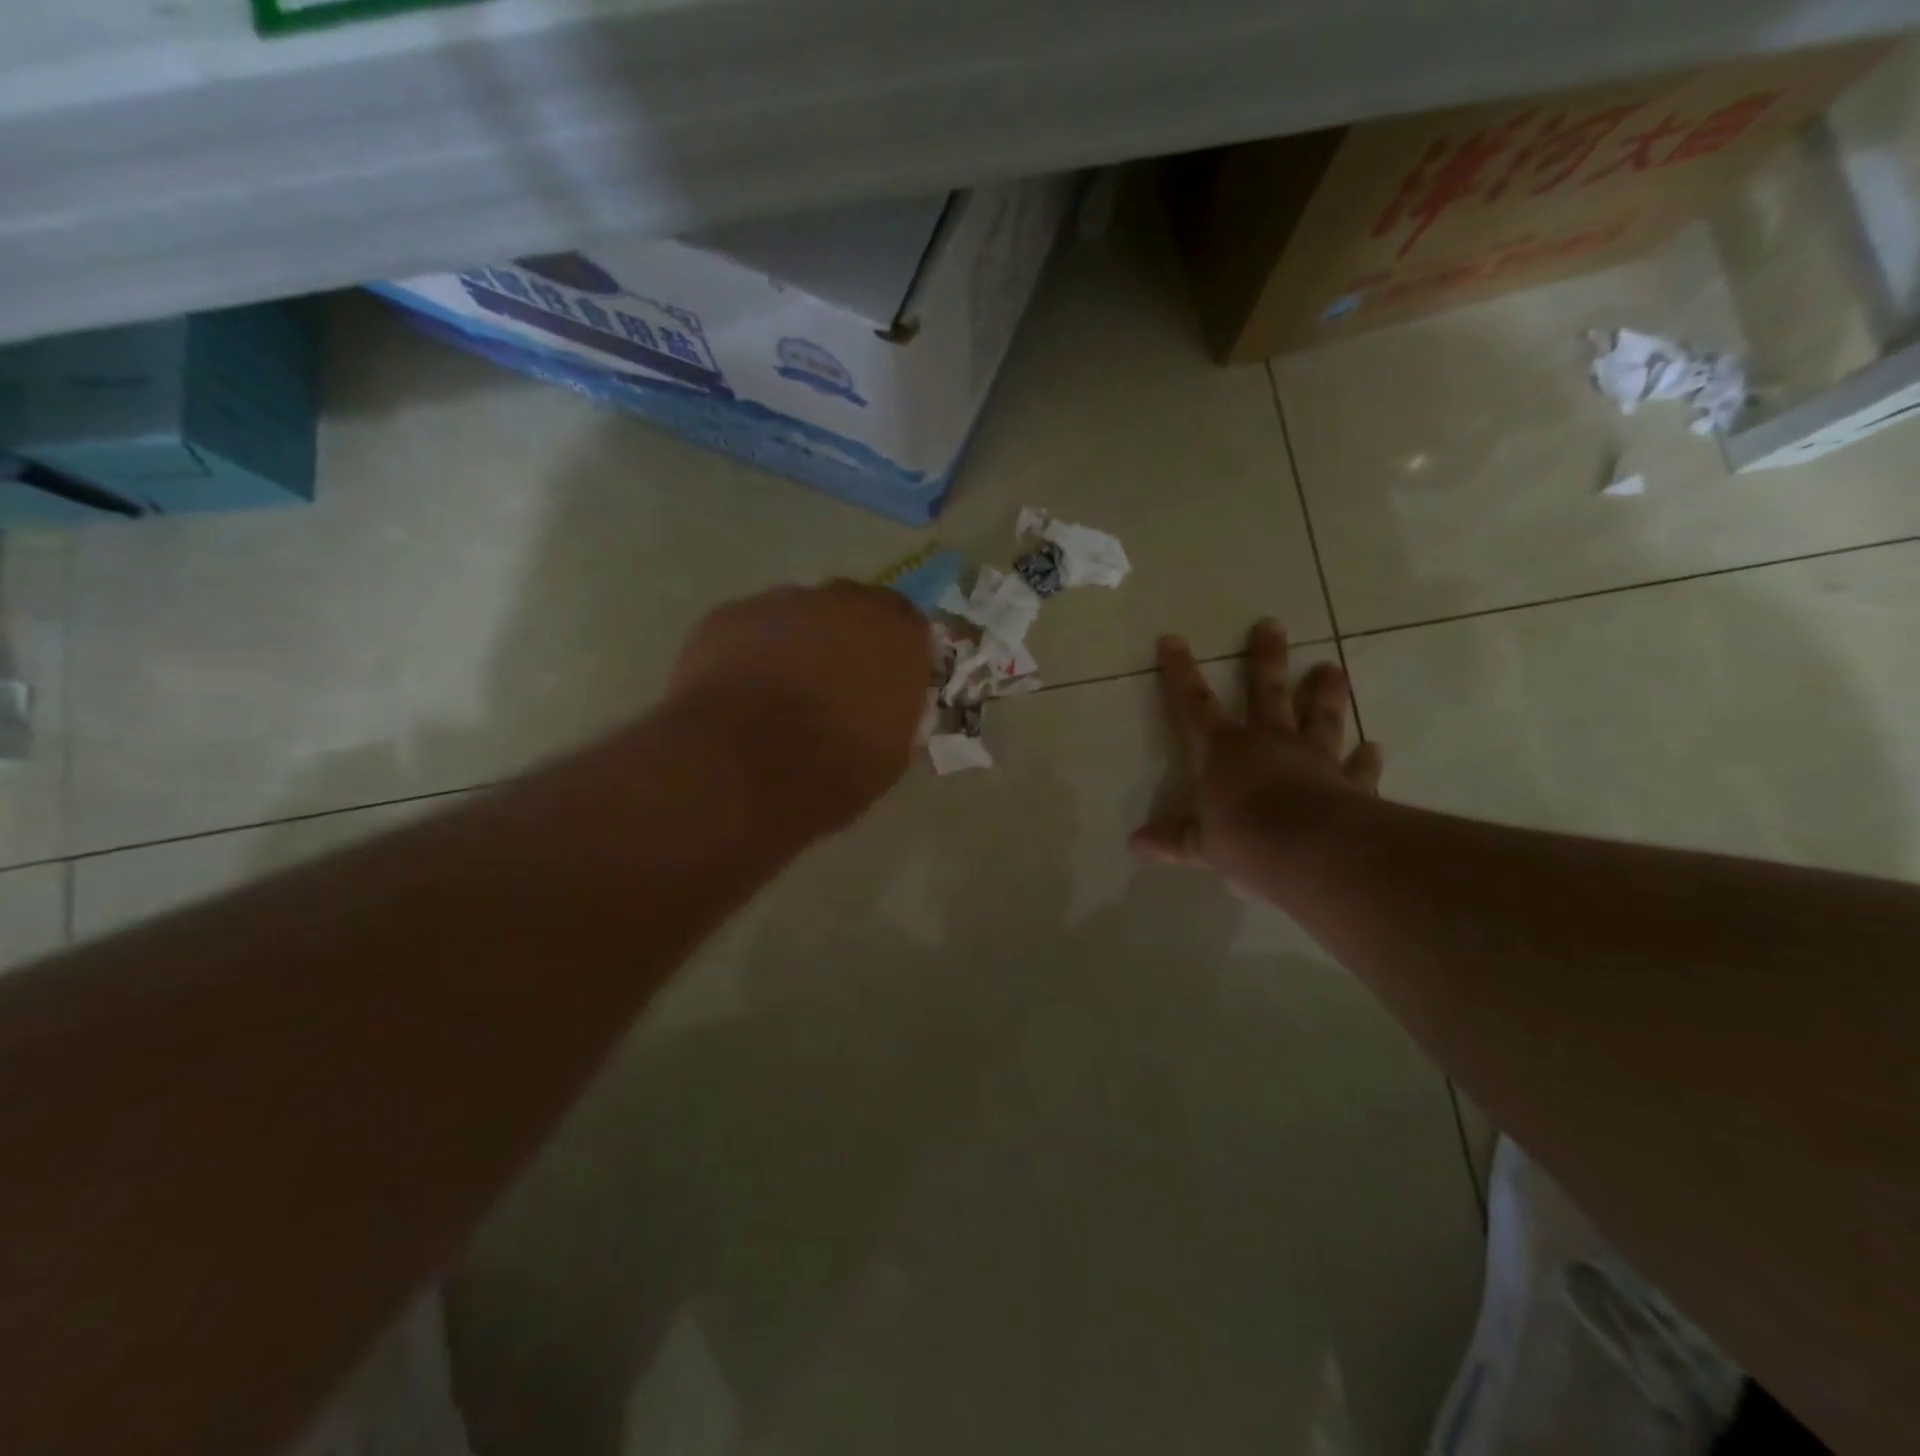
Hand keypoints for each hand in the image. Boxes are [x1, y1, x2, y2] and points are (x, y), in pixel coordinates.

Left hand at [668, 582, 931, 827]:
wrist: (746, 764)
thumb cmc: (835, 766)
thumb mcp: (891, 753)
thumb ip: (895, 713)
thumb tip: (885, 710)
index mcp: (897, 632)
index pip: (910, 627)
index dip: (897, 656)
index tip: (888, 685)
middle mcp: (845, 601)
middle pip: (852, 611)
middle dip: (846, 642)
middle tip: (835, 688)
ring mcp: (782, 602)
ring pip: (798, 617)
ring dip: (797, 646)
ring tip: (780, 695)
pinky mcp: (729, 615)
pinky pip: (750, 630)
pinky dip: (750, 654)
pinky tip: (741, 693)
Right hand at [1131, 620, 1381, 884]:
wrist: (1314, 852)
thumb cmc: (1246, 840)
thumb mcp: (1202, 845)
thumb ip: (1175, 839)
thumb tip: (1136, 843)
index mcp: (1225, 751)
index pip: (1194, 705)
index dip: (1180, 673)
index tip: (1173, 640)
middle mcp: (1270, 743)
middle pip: (1266, 693)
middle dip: (1265, 658)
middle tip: (1271, 625)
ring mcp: (1314, 760)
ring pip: (1320, 718)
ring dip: (1325, 693)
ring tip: (1332, 668)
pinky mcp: (1349, 784)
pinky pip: (1357, 768)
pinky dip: (1365, 758)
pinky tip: (1373, 747)